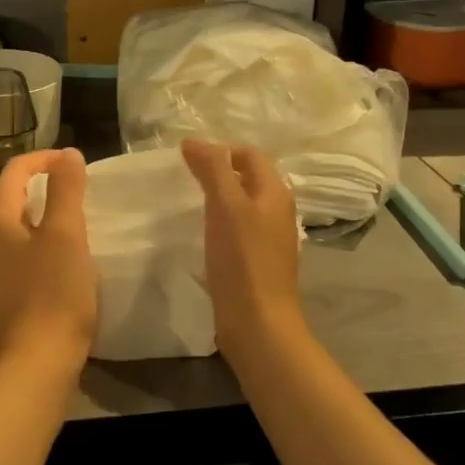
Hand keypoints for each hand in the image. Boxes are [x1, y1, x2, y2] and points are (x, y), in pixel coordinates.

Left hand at [0, 149, 96, 381]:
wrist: (37, 363)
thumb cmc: (54, 292)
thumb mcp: (66, 234)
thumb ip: (66, 189)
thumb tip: (67, 154)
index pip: (14, 172)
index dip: (44, 159)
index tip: (75, 161)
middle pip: (10, 199)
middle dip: (42, 187)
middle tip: (76, 189)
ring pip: (13, 230)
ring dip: (40, 218)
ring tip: (72, 221)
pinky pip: (16, 258)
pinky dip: (37, 246)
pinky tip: (59, 261)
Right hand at [181, 139, 304, 355]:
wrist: (258, 323)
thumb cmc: (242, 260)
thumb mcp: (225, 206)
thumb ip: (212, 169)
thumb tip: (193, 141)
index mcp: (275, 193)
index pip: (251, 155)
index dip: (222, 150)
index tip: (189, 160)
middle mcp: (278, 211)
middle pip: (250, 178)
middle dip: (220, 171)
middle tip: (186, 178)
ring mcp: (271, 239)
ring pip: (245, 205)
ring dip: (220, 198)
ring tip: (191, 203)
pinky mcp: (259, 262)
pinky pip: (240, 229)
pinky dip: (222, 223)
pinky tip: (204, 235)